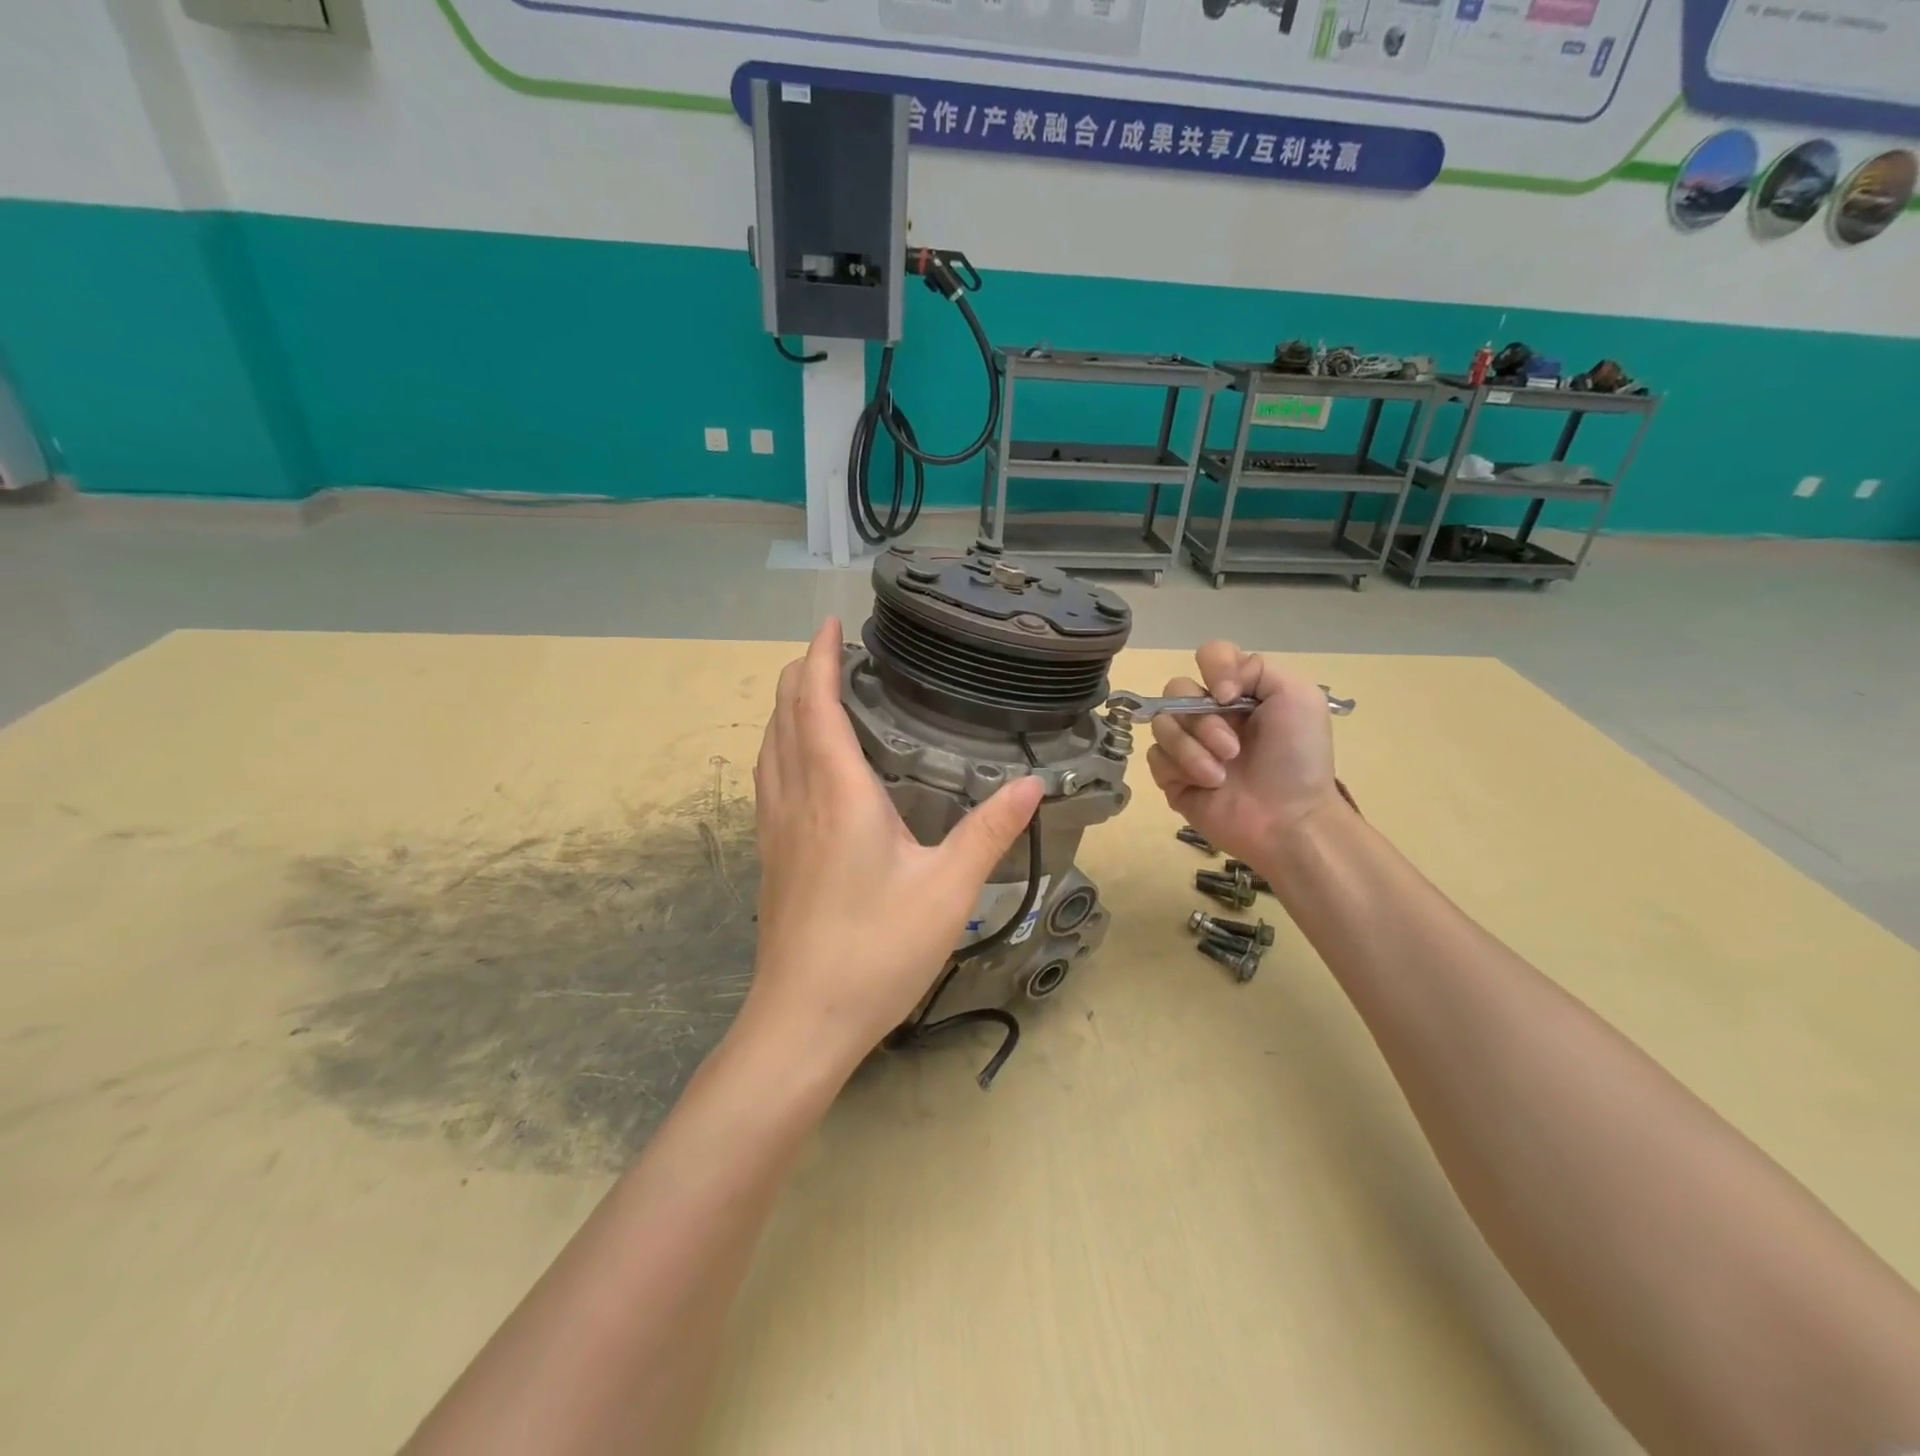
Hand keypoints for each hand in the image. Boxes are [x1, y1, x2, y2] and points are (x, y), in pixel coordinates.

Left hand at [742, 618, 1044, 1074]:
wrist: (802, 1021)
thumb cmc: (876, 950)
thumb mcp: (947, 890)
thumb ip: (989, 832)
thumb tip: (1033, 785)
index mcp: (837, 792)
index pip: (816, 703)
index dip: (819, 657)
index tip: (830, 624)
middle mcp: (796, 797)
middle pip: (784, 715)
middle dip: (801, 672)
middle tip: (830, 650)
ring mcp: (775, 827)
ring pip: (770, 745)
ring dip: (787, 707)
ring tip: (813, 690)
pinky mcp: (770, 854)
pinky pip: (768, 776)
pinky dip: (780, 744)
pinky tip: (799, 761)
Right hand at [1146, 642, 1343, 868]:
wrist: (1289, 819)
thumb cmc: (1298, 758)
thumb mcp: (1298, 697)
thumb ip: (1256, 668)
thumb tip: (1214, 689)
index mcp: (1239, 692)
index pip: (1209, 656)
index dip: (1213, 668)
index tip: (1229, 696)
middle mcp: (1210, 713)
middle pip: (1177, 689)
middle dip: (1203, 721)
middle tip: (1232, 750)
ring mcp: (1188, 745)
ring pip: (1162, 724)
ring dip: (1193, 749)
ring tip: (1220, 774)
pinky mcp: (1171, 777)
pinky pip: (1155, 757)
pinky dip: (1180, 768)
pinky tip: (1207, 785)